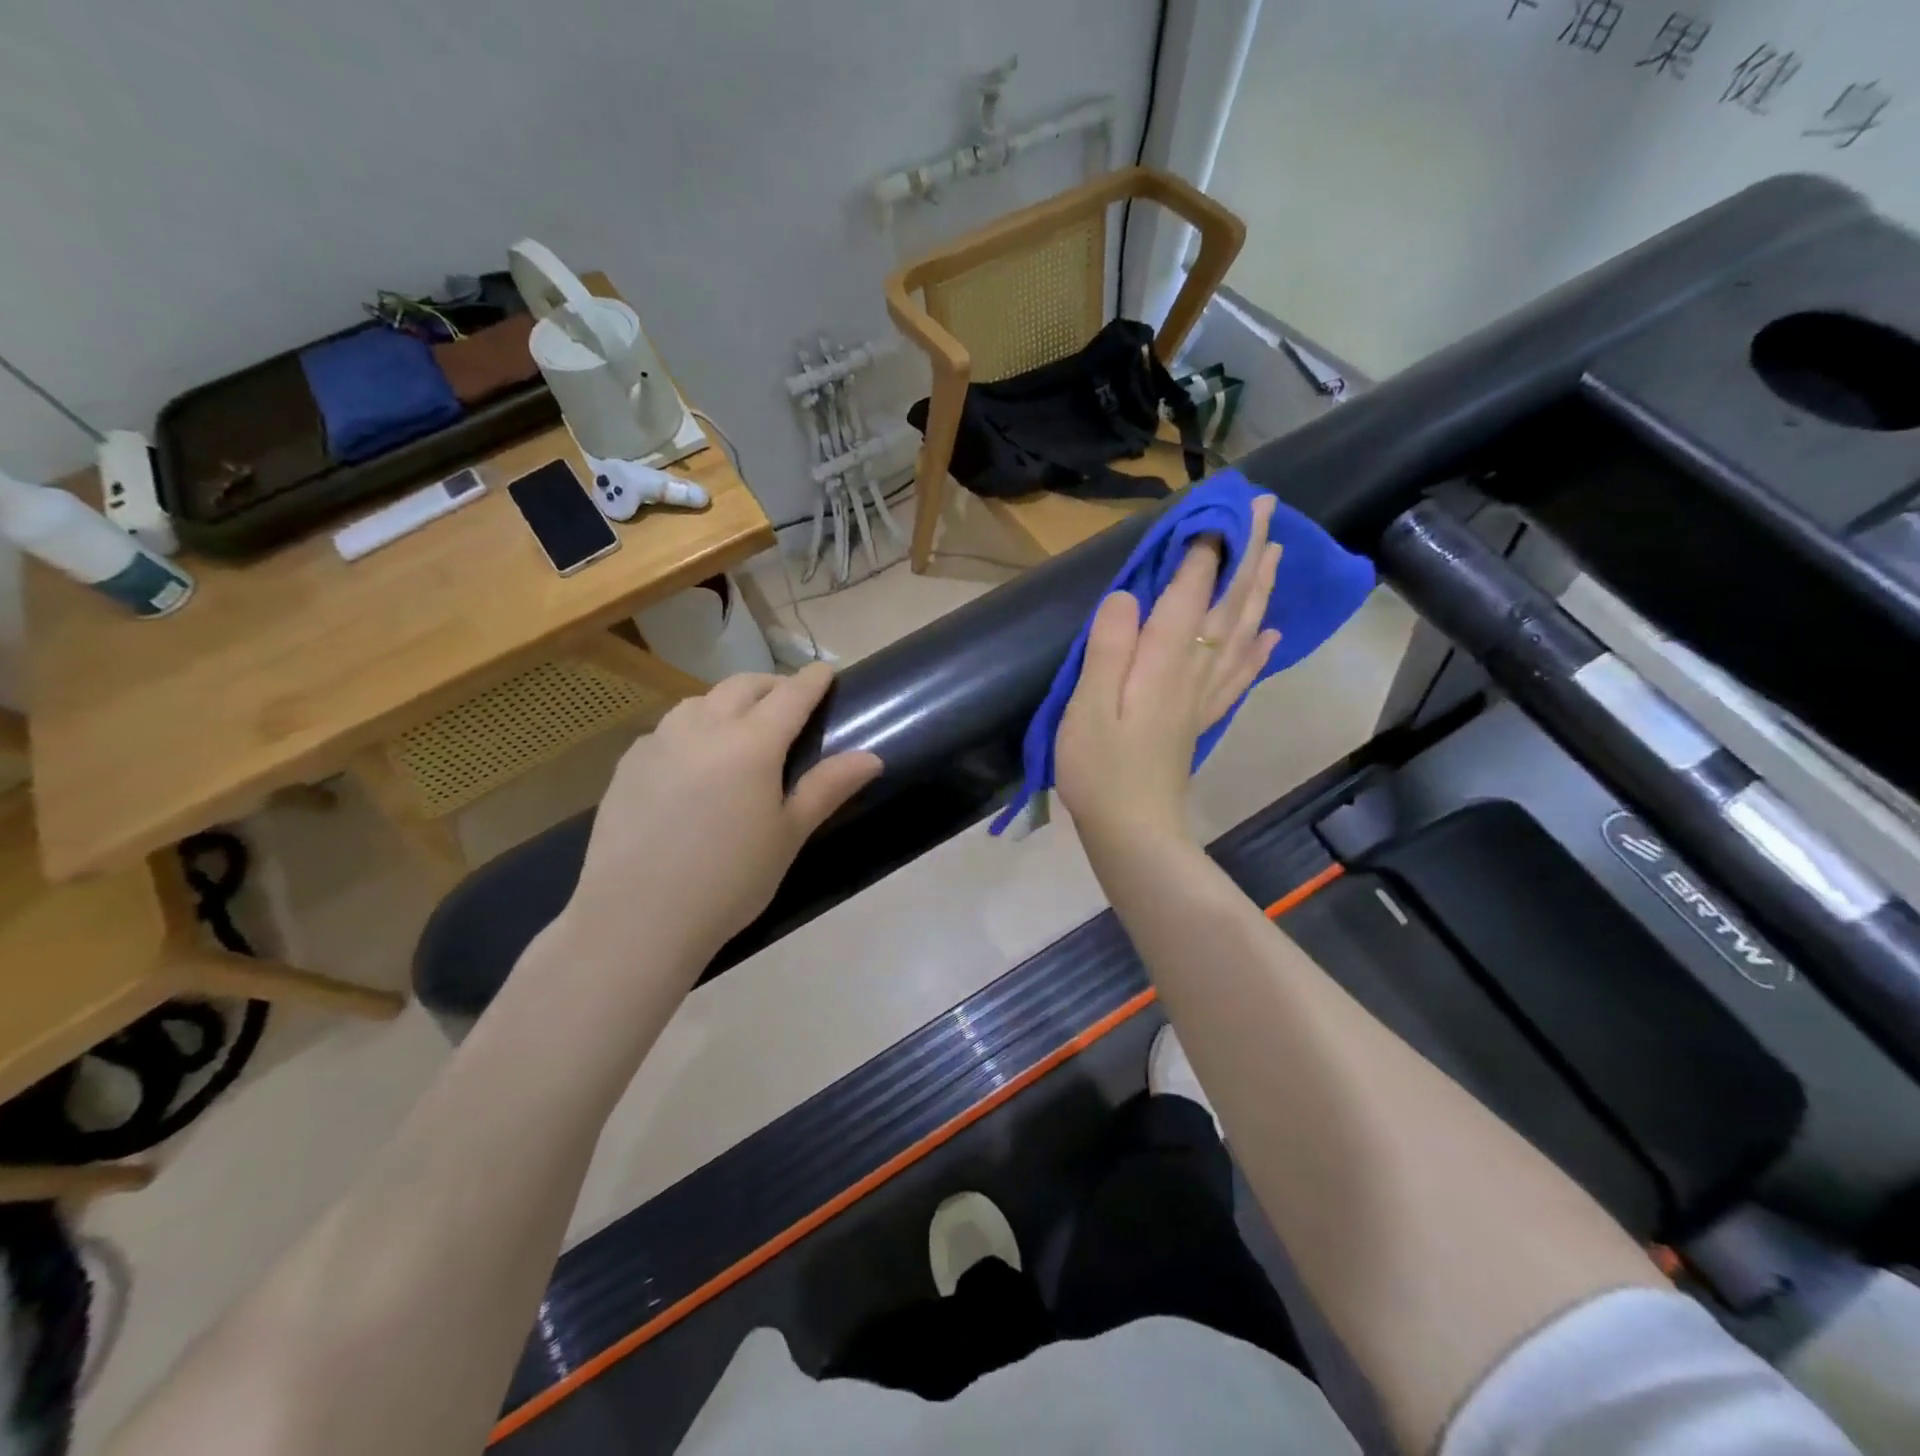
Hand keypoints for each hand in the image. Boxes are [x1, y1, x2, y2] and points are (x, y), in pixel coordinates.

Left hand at [563, 663, 881, 972]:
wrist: (637, 918)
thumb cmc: (729, 880)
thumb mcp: (788, 836)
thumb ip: (827, 787)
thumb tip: (872, 757)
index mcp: (751, 744)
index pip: (790, 695)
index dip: (812, 680)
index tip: (826, 671)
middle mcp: (703, 728)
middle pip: (742, 686)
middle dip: (771, 684)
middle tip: (788, 701)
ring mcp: (659, 741)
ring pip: (700, 701)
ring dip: (728, 701)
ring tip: (740, 726)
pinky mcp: (629, 763)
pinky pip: (669, 727)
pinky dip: (693, 726)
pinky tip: (693, 758)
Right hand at [1055, 494, 1281, 851]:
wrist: (1133, 830)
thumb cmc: (1099, 769)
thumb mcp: (1087, 706)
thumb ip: (1108, 648)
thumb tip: (1128, 596)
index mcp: (1164, 661)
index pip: (1191, 591)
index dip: (1205, 548)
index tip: (1217, 506)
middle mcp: (1195, 670)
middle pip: (1231, 603)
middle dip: (1250, 551)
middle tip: (1267, 508)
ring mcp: (1204, 695)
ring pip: (1244, 630)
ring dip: (1262, 588)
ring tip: (1277, 552)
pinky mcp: (1202, 717)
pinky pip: (1241, 673)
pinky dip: (1259, 647)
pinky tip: (1271, 631)